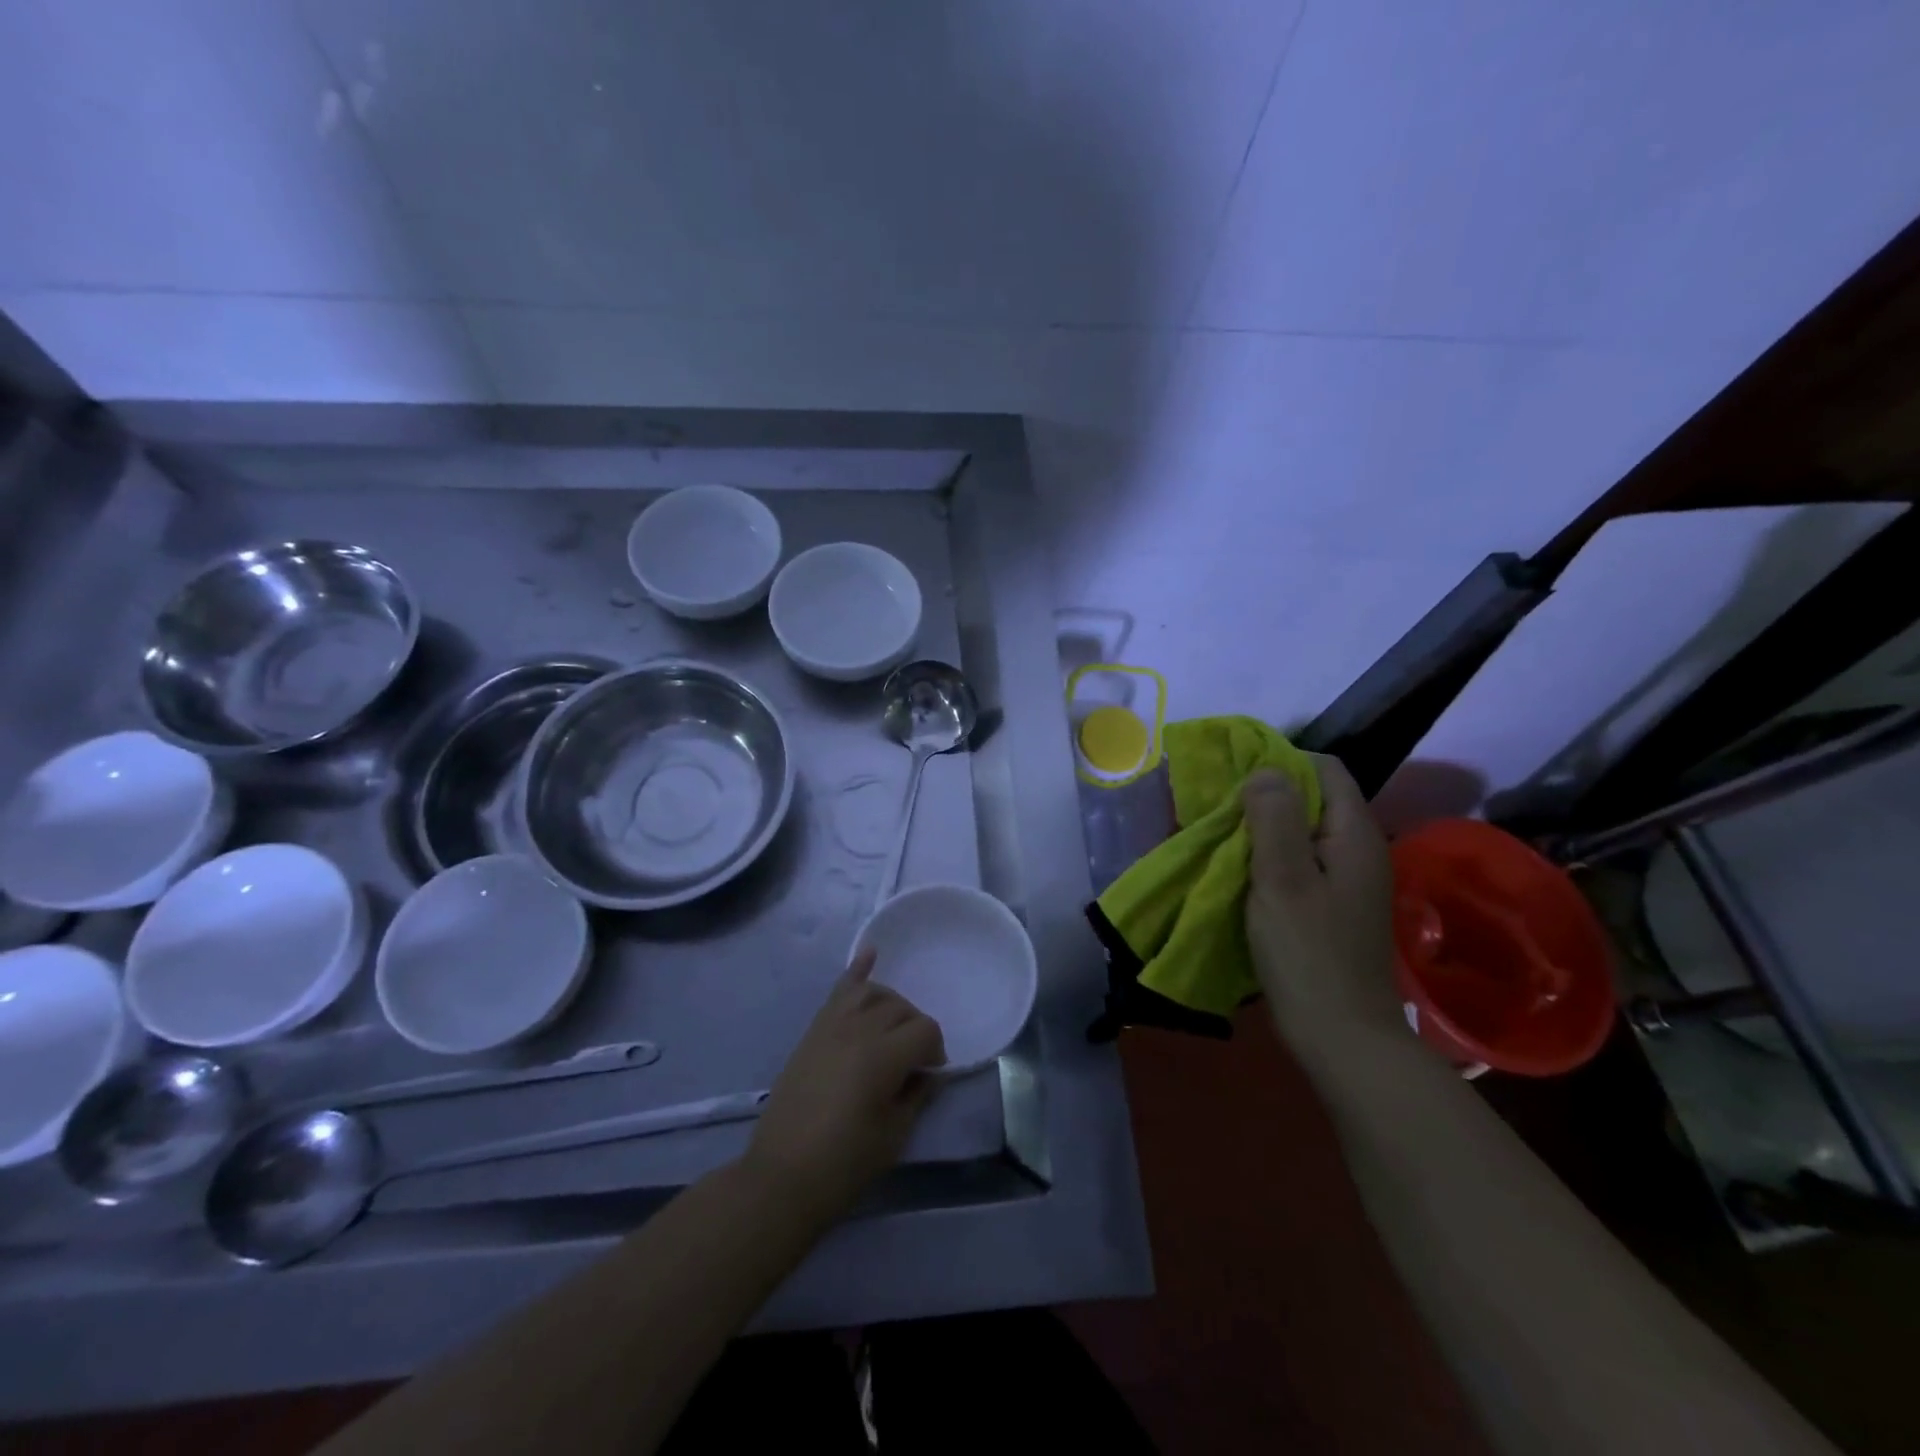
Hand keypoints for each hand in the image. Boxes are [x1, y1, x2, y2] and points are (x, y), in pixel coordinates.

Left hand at [744, 950, 944, 1221]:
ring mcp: (831, 1026)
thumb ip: (916, 1095)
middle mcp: (858, 1030)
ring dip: (891, 1005)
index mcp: (882, 1056)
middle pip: (900, 1008)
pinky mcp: (813, 1032)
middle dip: (915, 1029)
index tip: (930, 1075)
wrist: (781, 1177)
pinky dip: (856, 970)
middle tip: (913, 1061)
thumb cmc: (843, 1164)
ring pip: (872, 993)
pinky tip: (871, 953)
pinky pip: (838, 991)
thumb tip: (928, 1073)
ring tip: (894, 1029)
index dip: (935, 1050)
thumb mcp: (894, 1136)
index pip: (925, 1029)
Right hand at [1243, 754, 1403, 1059]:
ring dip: (1263, 828)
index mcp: (1354, 835)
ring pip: (1302, 832)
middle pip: (1313, 799)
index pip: (1325, 769)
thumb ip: (1274, 818)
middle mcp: (1358, 850)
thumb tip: (1265, 768)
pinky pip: (1299, 862)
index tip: (1236, 778)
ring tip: (1221, 835)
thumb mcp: (1283, 879)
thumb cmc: (1308, 953)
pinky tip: (1240, 871)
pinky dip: (1269, 857)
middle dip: (1266, 796)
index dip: (1281, 763)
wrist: (1341, 1037)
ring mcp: (1347, 880)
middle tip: (1219, 807)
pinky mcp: (1332, 906)